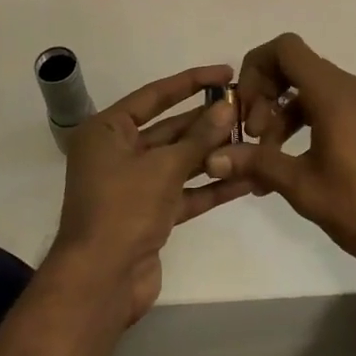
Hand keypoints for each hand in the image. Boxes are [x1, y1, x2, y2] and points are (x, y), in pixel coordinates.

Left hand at [52, 64, 248, 322]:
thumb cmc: (123, 210)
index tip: (226, 73)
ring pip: (181, 161)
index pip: (155, 95)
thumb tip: (227, 107)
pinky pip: (185, 191)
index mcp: (107, 131)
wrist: (100, 283)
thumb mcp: (163, 167)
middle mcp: (118, 153)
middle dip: (208, 121)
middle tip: (248, 109)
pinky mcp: (151, 214)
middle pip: (170, 128)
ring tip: (255, 139)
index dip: (192, 81)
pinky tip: (247, 177)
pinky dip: (211, 186)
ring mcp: (135, 185)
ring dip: (215, 153)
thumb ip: (199, 137)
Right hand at [205, 34, 355, 276]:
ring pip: (309, 89)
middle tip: (254, 138)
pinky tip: (290, 162)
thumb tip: (212, 157)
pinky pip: (327, 105)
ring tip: (266, 158)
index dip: (255, 68)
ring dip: (281, 113)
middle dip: (264, 95)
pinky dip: (303, 122)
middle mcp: (349, 87)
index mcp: (333, 93)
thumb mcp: (302, 186)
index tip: (245, 109)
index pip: (285, 48)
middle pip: (295, 66)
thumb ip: (257, 163)